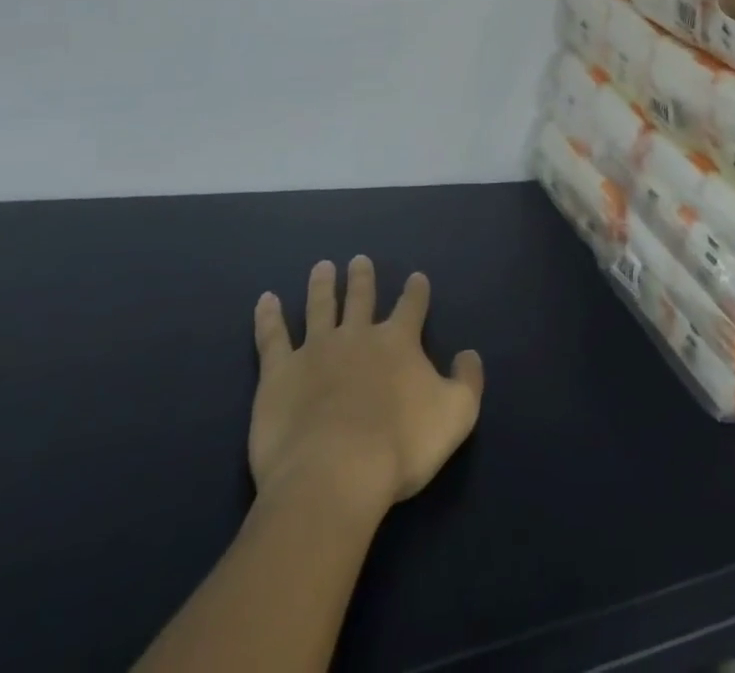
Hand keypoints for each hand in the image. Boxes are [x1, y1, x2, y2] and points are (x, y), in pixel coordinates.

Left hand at [249, 257, 483, 513]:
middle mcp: (357, 336)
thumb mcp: (457, 414)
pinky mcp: (279, 374)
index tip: (416, 277)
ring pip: (320, 307)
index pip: (411, 307)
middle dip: (362, 278)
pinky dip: (268, 317)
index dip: (416, 291)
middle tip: (359, 260)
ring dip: (322, 285)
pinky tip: (266, 300)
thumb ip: (468, 381)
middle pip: (361, 298)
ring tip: (322, 267)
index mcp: (398, 342)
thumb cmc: (401, 446)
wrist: (335, 474)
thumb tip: (468, 355)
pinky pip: (272, 337)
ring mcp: (315, 351)